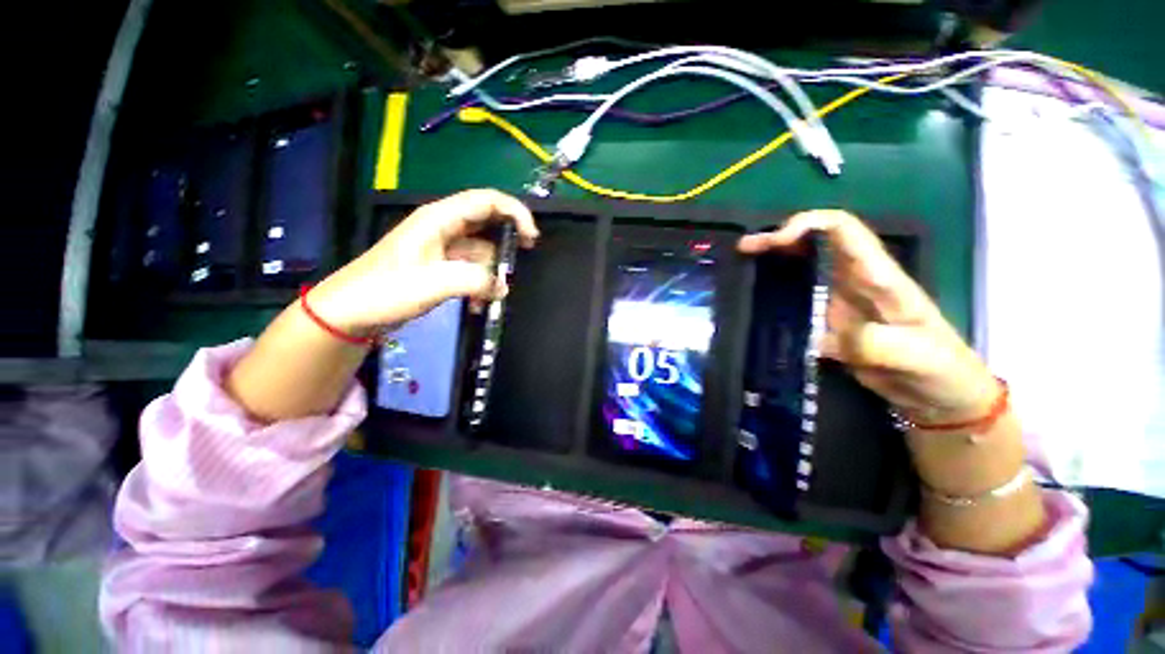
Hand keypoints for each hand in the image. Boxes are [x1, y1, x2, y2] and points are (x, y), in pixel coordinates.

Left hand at [310, 189, 538, 335]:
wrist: (349, 314)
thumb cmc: (384, 291)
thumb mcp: (432, 283)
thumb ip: (474, 280)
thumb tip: (503, 286)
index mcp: (439, 218)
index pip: (486, 201)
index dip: (515, 212)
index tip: (532, 237)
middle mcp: (444, 228)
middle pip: (487, 223)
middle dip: (507, 242)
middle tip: (521, 261)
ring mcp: (443, 249)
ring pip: (482, 252)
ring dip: (491, 272)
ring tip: (490, 298)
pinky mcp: (441, 268)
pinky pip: (472, 270)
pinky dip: (480, 285)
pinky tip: (477, 305)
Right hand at [738, 210, 996, 423]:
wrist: (941, 394)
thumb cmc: (939, 368)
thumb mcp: (915, 356)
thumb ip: (873, 343)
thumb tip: (817, 336)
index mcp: (878, 276)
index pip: (843, 230)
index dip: (808, 225)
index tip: (776, 242)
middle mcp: (854, 281)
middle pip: (814, 243)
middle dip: (778, 239)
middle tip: (745, 249)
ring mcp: (839, 302)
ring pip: (802, 270)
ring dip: (772, 264)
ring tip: (741, 268)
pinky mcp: (828, 323)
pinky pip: (797, 301)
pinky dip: (774, 296)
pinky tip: (754, 303)